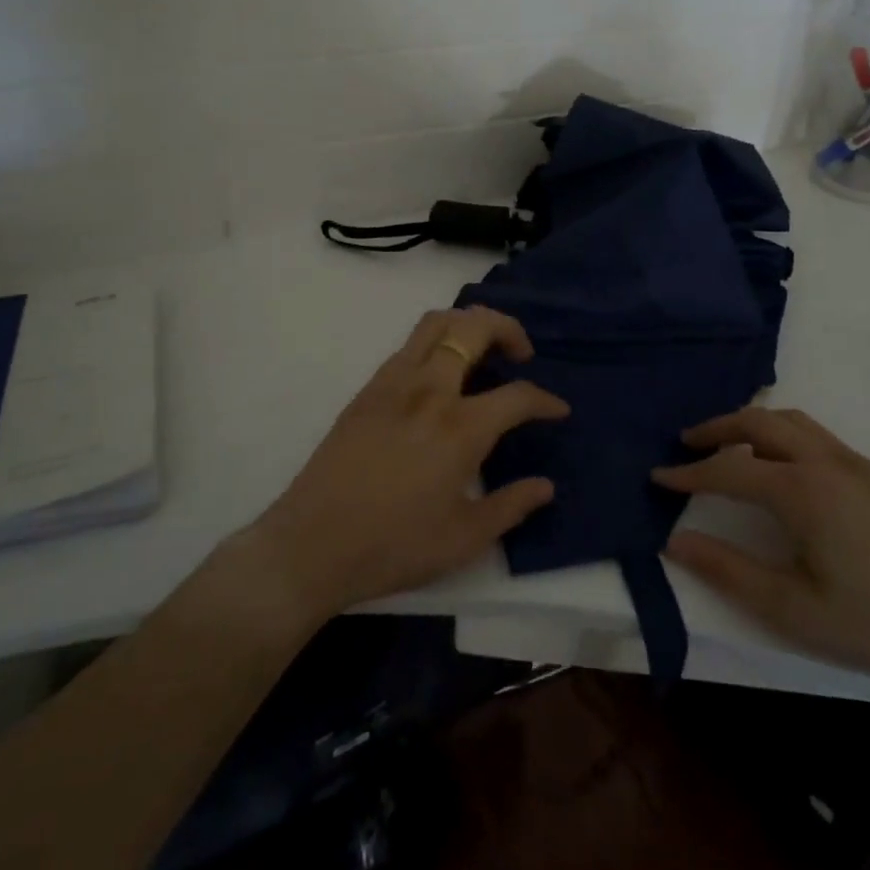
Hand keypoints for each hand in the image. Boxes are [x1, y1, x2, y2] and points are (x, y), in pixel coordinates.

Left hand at [241, 306, 567, 623]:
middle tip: (521, 354)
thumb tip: (546, 486)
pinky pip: (409, 345)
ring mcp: (394, 383)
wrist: (311, 545)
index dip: (545, 401)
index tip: (558, 410)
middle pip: (475, 327)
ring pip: (437, 323)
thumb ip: (511, 506)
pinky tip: (439, 375)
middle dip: (508, 328)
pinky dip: (435, 342)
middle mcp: (430, 390)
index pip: (518, 396)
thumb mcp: (464, 539)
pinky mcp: (368, 389)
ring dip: (468, 324)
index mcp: (460, 427)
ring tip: (482, 350)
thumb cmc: (393, 546)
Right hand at [653, 407, 869, 697]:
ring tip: (727, 446)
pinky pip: (815, 434)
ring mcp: (855, 463)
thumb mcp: (793, 610)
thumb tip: (676, 540)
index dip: (689, 474)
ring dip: (751, 424)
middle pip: (758, 423)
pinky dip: (781, 433)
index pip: (729, 470)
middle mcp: (826, 462)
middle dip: (716, 428)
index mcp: (803, 491)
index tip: (658, 476)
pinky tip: (778, 464)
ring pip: (791, 421)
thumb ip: (729, 571)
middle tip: (686, 444)